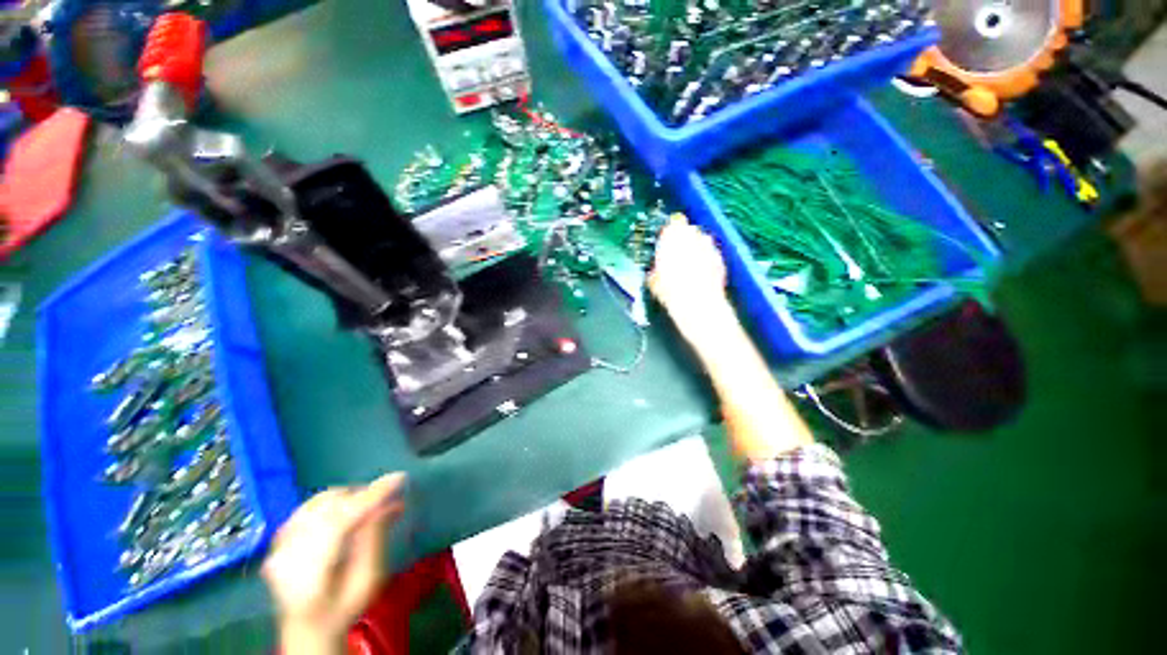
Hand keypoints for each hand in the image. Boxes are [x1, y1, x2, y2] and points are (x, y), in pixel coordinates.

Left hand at [263, 473, 406, 653]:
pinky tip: (343, 511)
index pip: (341, 522)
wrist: (307, 628)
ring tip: (367, 504)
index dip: (371, 497)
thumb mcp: (368, 581)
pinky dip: (330, 503)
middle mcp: (287, 557)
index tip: (399, 478)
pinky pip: (307, 509)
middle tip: (387, 498)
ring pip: (318, 503)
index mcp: (311, 575)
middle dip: (362, 496)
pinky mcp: (277, 540)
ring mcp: (277, 548)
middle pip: (328, 508)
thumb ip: (375, 540)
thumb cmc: (345, 607)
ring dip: (347, 497)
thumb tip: (390, 503)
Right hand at [649, 215, 729, 337]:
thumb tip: (655, 270)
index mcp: (673, 236)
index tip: (666, 241)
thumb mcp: (653, 280)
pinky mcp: (721, 258)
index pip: (673, 222)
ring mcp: (710, 246)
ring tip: (690, 265)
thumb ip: (655, 268)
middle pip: (690, 229)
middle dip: (684, 238)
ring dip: (697, 248)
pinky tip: (702, 274)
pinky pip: (712, 254)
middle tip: (677, 254)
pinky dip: (707, 260)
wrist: (697, 303)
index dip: (670, 231)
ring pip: (703, 240)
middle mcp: (693, 235)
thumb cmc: (670, 289)